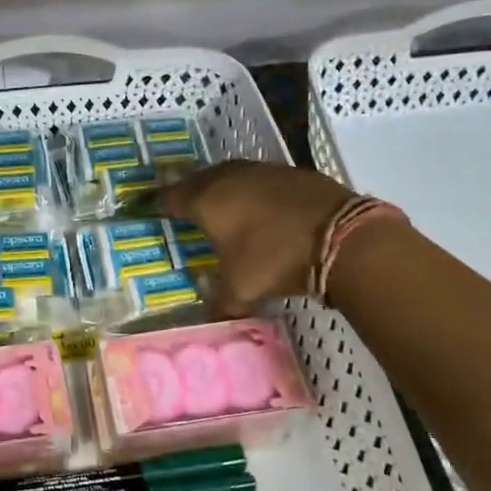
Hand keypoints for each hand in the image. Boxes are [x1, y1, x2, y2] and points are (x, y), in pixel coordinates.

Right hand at [158, 161, 353, 315]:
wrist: (340, 235)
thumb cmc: (276, 259)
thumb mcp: (242, 290)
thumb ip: (220, 303)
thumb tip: (210, 319)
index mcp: (206, 201)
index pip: (171, 197)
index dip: (159, 204)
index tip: (150, 208)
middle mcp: (228, 178)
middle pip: (197, 179)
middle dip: (187, 191)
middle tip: (182, 204)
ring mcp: (260, 171)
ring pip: (229, 174)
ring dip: (220, 187)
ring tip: (218, 203)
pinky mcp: (290, 171)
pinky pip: (258, 178)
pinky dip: (251, 189)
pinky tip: (259, 205)